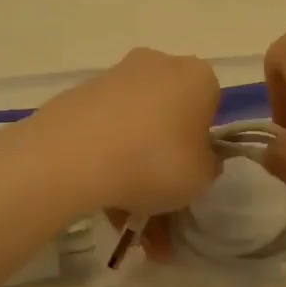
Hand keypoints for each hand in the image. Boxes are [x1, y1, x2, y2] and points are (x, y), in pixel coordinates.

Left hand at [12, 48, 222, 217]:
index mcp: (197, 77)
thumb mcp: (201, 177)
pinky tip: (101, 200)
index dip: (202, 145)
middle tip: (159, 204)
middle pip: (169, 116)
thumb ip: (207, 165)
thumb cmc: (156, 161)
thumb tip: (198, 157)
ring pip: (135, 128)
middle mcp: (159, 65)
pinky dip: (107, 160)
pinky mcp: (81, 94)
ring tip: (126, 222)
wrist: (75, 155)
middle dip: (165, 161)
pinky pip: (105, 131)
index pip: (210, 108)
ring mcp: (116, 77)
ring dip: (135, 168)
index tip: (191, 174)